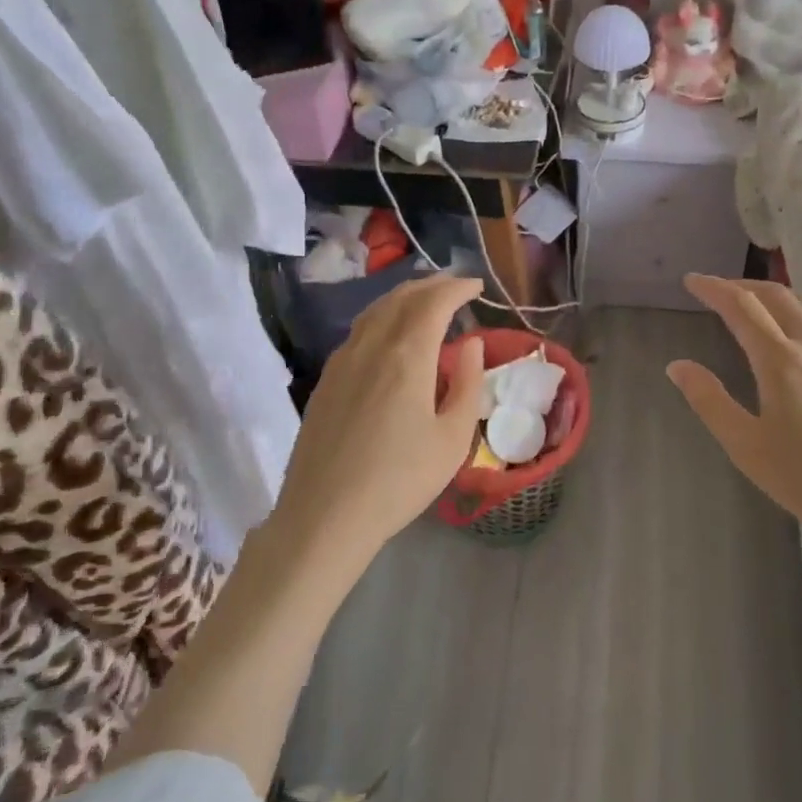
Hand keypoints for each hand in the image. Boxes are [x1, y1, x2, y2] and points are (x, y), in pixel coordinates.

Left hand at [272, 276, 487, 567]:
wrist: (325, 515)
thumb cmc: (400, 480)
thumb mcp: (452, 438)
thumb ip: (469, 383)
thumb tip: (472, 344)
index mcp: (407, 354)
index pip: (434, 301)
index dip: (457, 287)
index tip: (477, 287)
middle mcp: (371, 344)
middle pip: (402, 297)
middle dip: (432, 285)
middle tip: (456, 288)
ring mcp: (342, 359)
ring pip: (376, 310)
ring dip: (405, 297)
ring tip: (426, 302)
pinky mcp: (326, 379)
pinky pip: (359, 330)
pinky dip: (383, 317)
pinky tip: (391, 336)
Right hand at [667, 275, 801, 545]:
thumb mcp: (747, 448)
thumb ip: (709, 401)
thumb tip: (677, 365)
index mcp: (780, 361)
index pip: (740, 306)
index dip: (713, 288)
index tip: (693, 281)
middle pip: (776, 296)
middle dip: (743, 286)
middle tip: (721, 290)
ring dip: (780, 297)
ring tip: (763, 306)